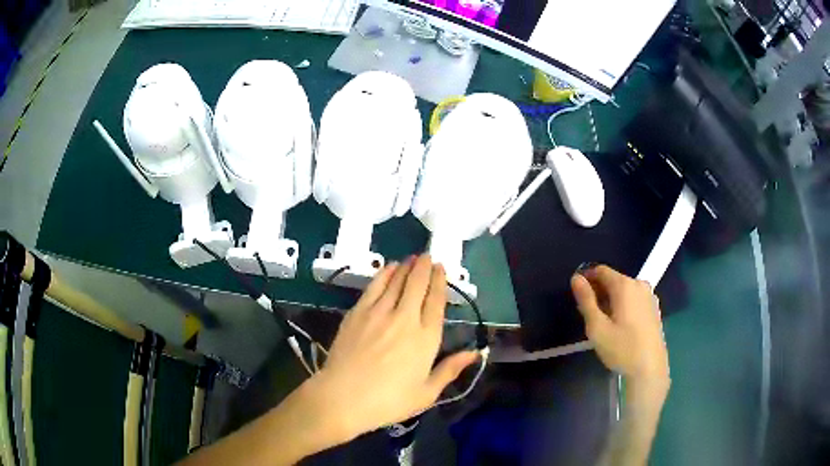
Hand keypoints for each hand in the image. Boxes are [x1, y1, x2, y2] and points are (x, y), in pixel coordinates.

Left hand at [307, 255, 479, 443]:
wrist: (343, 397)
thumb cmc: (388, 401)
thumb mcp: (426, 393)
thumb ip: (450, 369)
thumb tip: (474, 353)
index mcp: (426, 338)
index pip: (436, 301)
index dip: (439, 281)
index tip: (441, 268)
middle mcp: (405, 318)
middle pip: (417, 284)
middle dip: (424, 266)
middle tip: (427, 256)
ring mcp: (379, 313)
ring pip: (396, 281)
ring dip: (406, 267)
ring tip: (411, 258)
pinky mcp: (358, 312)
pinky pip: (374, 286)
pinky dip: (384, 273)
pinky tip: (389, 268)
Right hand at [571, 265, 668, 385]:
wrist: (650, 369)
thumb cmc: (621, 348)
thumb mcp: (597, 327)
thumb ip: (586, 300)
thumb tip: (576, 278)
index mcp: (625, 285)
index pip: (601, 270)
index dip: (587, 278)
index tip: (577, 294)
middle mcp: (639, 284)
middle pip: (613, 280)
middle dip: (598, 291)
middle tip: (587, 313)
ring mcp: (649, 296)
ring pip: (624, 290)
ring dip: (610, 299)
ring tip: (602, 321)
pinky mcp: (654, 308)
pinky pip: (634, 299)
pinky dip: (623, 305)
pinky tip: (619, 325)